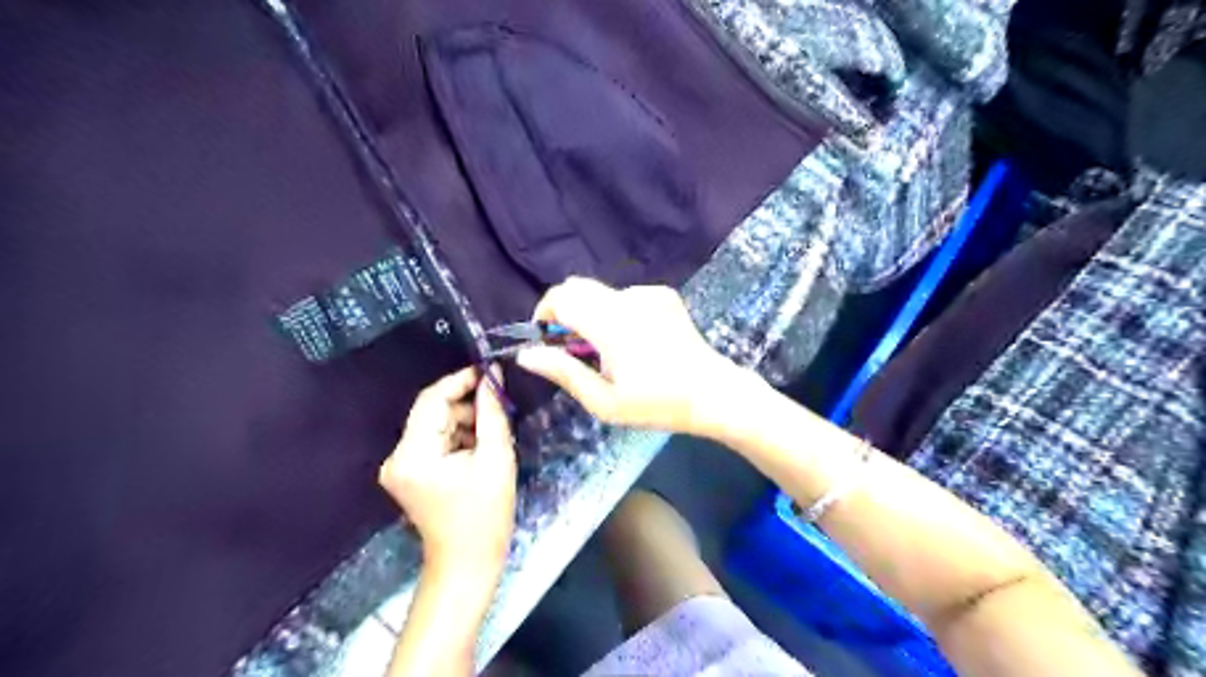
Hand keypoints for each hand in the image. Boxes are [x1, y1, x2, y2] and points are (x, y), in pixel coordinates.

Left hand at [377, 367, 514, 567]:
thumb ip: (492, 413)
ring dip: (465, 422)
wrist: (468, 564)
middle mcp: (398, 457)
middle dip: (468, 405)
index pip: (432, 399)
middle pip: (433, 412)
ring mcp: (401, 467)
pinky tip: (481, 448)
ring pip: (437, 425)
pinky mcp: (410, 474)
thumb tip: (493, 375)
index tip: (491, 372)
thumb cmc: (485, 515)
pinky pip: (436, 441)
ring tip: (494, 433)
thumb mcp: (496, 458)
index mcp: (413, 454)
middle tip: (500, 406)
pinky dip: (459, 438)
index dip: (461, 380)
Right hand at [515, 278, 749, 435]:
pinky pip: (624, 296)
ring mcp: (648, 293)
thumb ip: (564, 372)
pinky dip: (616, 312)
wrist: (712, 392)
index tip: (547, 339)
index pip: (560, 297)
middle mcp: (627, 299)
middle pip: (577, 287)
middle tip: (573, 349)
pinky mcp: (663, 295)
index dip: (544, 314)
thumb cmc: (657, 404)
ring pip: (600, 293)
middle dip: (564, 312)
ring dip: (591, 314)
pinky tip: (635, 341)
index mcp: (610, 324)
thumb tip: (526, 355)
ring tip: (608, 351)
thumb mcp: (604, 401)